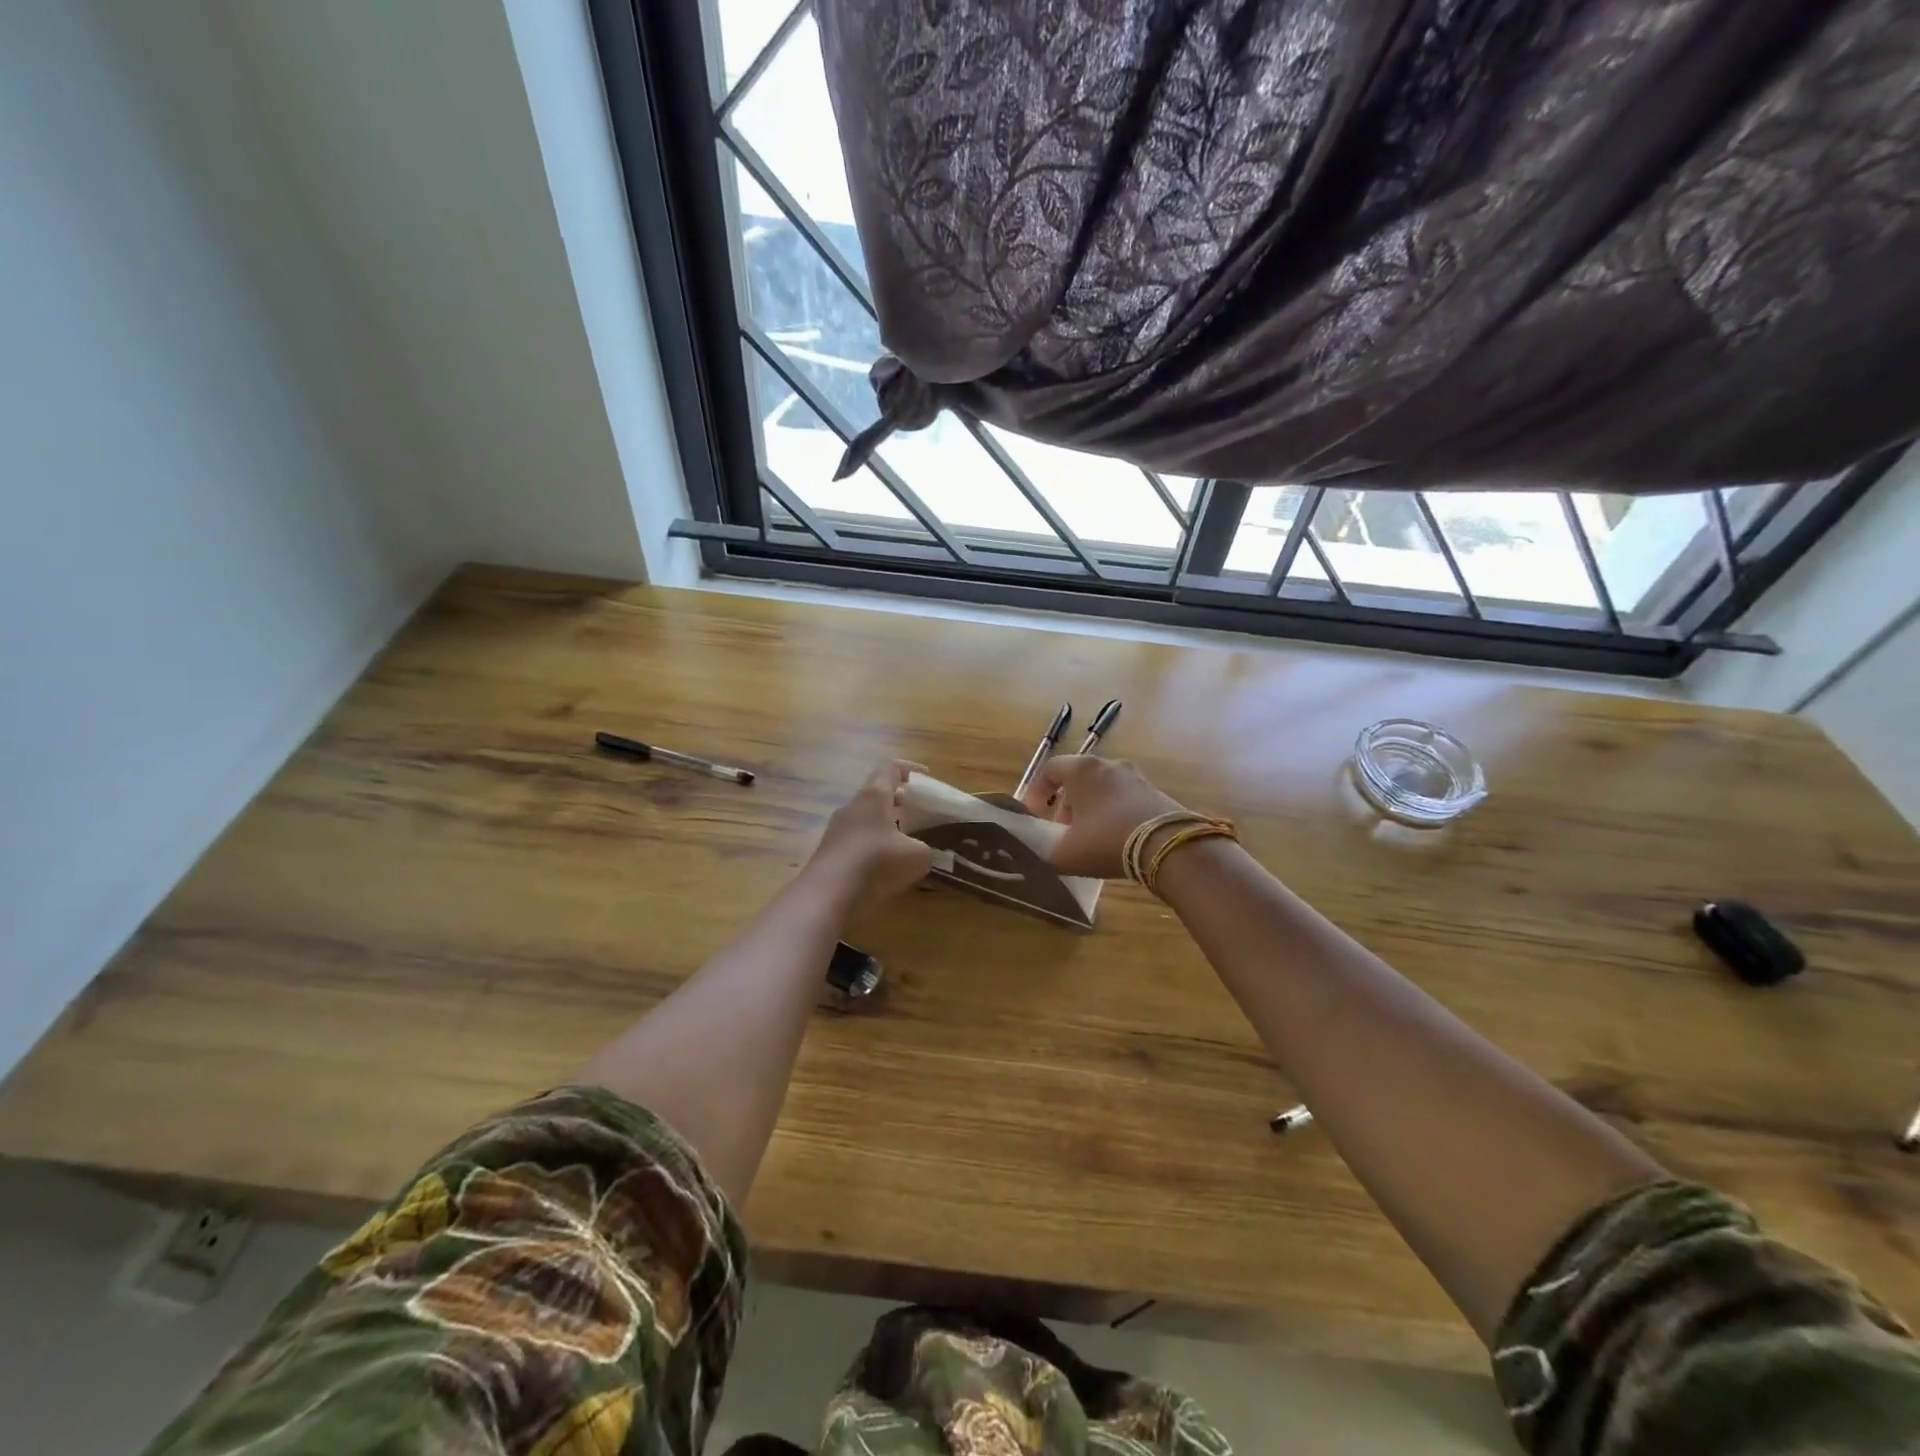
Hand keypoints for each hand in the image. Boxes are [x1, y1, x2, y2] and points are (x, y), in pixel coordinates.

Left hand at [807, 760, 937, 908]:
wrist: (827, 895)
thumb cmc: (877, 863)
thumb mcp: (917, 856)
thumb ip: (925, 849)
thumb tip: (922, 852)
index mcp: (874, 796)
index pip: (889, 767)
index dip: (909, 768)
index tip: (926, 778)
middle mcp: (852, 807)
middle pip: (876, 793)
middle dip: (900, 801)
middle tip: (920, 814)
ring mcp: (836, 830)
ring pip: (865, 819)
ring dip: (885, 826)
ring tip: (905, 844)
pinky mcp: (828, 853)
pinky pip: (855, 842)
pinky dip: (872, 848)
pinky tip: (885, 868)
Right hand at [1019, 755, 1188, 877]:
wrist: (1169, 846)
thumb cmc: (1107, 840)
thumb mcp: (1066, 854)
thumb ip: (1046, 853)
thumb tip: (1041, 855)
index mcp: (1082, 770)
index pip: (1051, 769)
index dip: (1037, 791)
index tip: (1034, 813)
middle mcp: (1109, 765)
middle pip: (1078, 779)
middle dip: (1066, 804)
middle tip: (1062, 831)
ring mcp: (1136, 777)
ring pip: (1103, 789)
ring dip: (1091, 810)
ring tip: (1089, 838)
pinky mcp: (1157, 793)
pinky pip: (1125, 799)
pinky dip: (1114, 814)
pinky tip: (1116, 839)